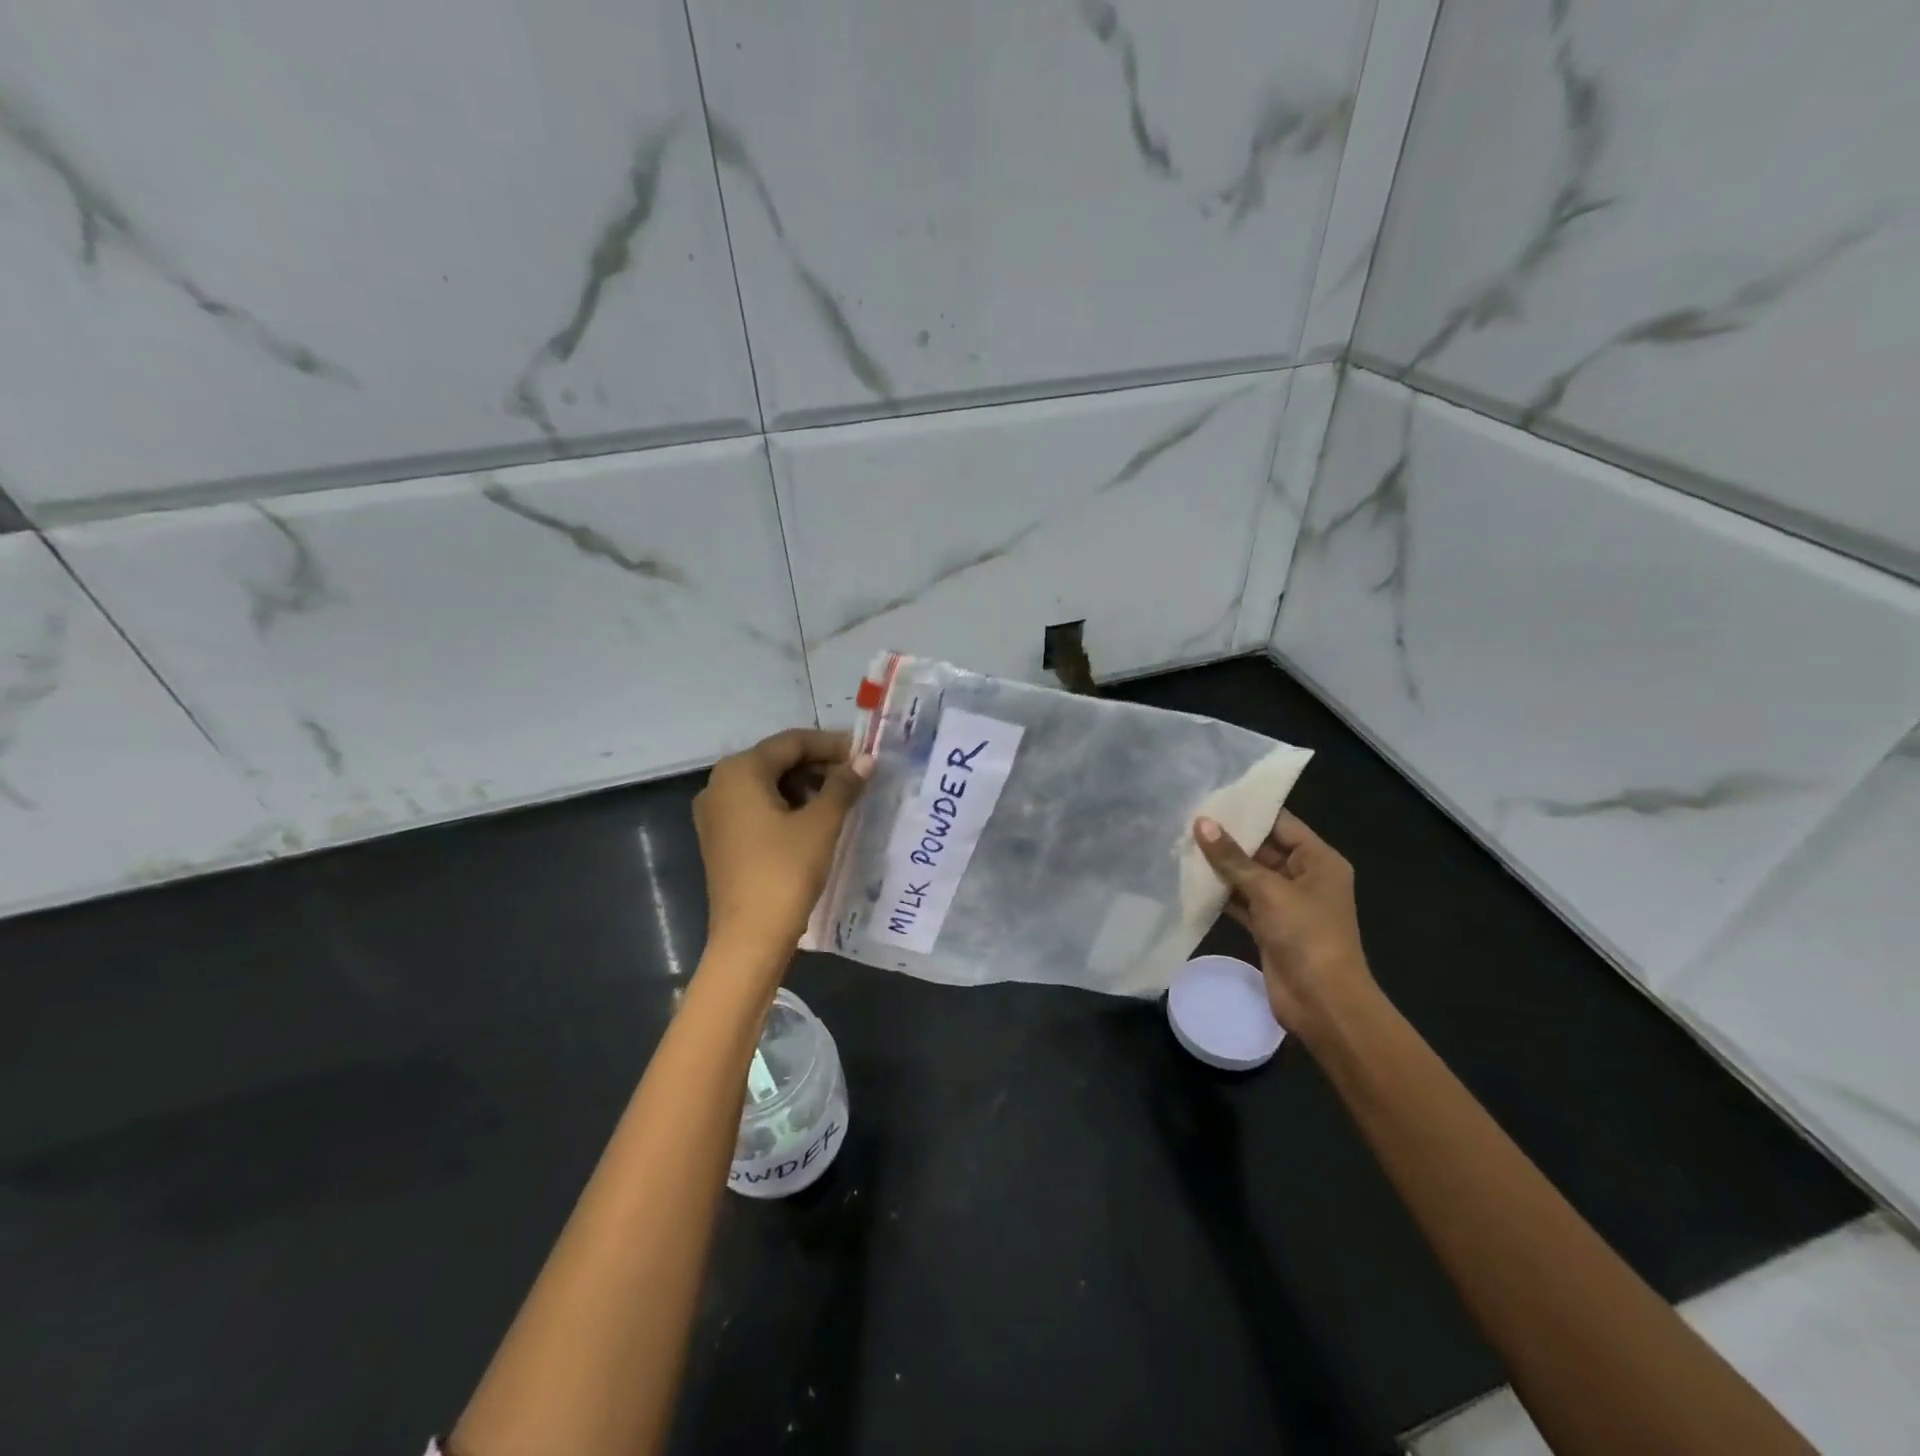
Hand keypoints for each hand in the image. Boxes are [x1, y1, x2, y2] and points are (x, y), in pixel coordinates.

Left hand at [694, 728, 872, 969]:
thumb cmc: (785, 871)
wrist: (749, 937)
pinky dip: (787, 805)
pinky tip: (815, 819)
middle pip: (777, 760)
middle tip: (857, 777)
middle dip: (819, 764)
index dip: (831, 744)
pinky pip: (757, 806)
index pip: (792, 742)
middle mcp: (720, 783)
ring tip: (842, 799)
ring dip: (805, 785)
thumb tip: (866, 760)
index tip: (865, 755)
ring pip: (767, 784)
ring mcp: (716, 812)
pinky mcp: (721, 837)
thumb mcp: (821, 824)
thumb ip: (843, 785)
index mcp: (740, 771)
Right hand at [1192, 810, 1377, 1045]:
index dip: (1249, 811)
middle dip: (1229, 839)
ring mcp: (1286, 904)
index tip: (1212, 797)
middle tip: (1188, 819)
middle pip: (1263, 849)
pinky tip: (1191, 881)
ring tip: (1182, 844)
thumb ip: (1232, 858)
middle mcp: (1304, 877)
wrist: (1323, 1003)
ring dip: (1221, 867)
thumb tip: (1201, 823)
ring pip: (1249, 876)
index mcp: (1319, 861)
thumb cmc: (1307, 935)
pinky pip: (1242, 901)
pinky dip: (1221, 893)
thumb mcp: (1269, 891)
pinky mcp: (1269, 928)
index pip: (1281, 823)